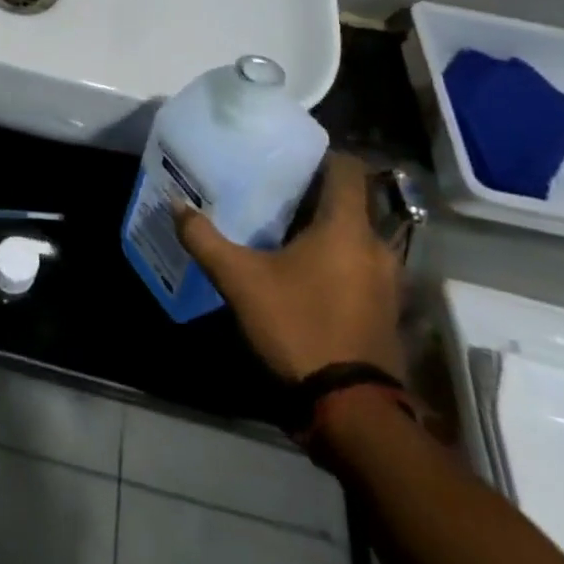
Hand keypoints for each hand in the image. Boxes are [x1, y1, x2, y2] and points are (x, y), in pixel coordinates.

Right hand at [173, 151, 404, 382]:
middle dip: (315, 194)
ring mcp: (387, 281)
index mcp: (347, 228)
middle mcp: (376, 246)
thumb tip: (176, 205)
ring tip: (283, 230)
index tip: (288, 155)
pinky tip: (303, 271)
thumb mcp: (239, 281)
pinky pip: (360, 265)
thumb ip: (205, 239)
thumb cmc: (298, 327)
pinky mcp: (385, 309)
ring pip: (355, 236)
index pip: (348, 169)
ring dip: (326, 229)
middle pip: (350, 202)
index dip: (322, 155)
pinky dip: (336, 259)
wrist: (351, 409)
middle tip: (274, 190)